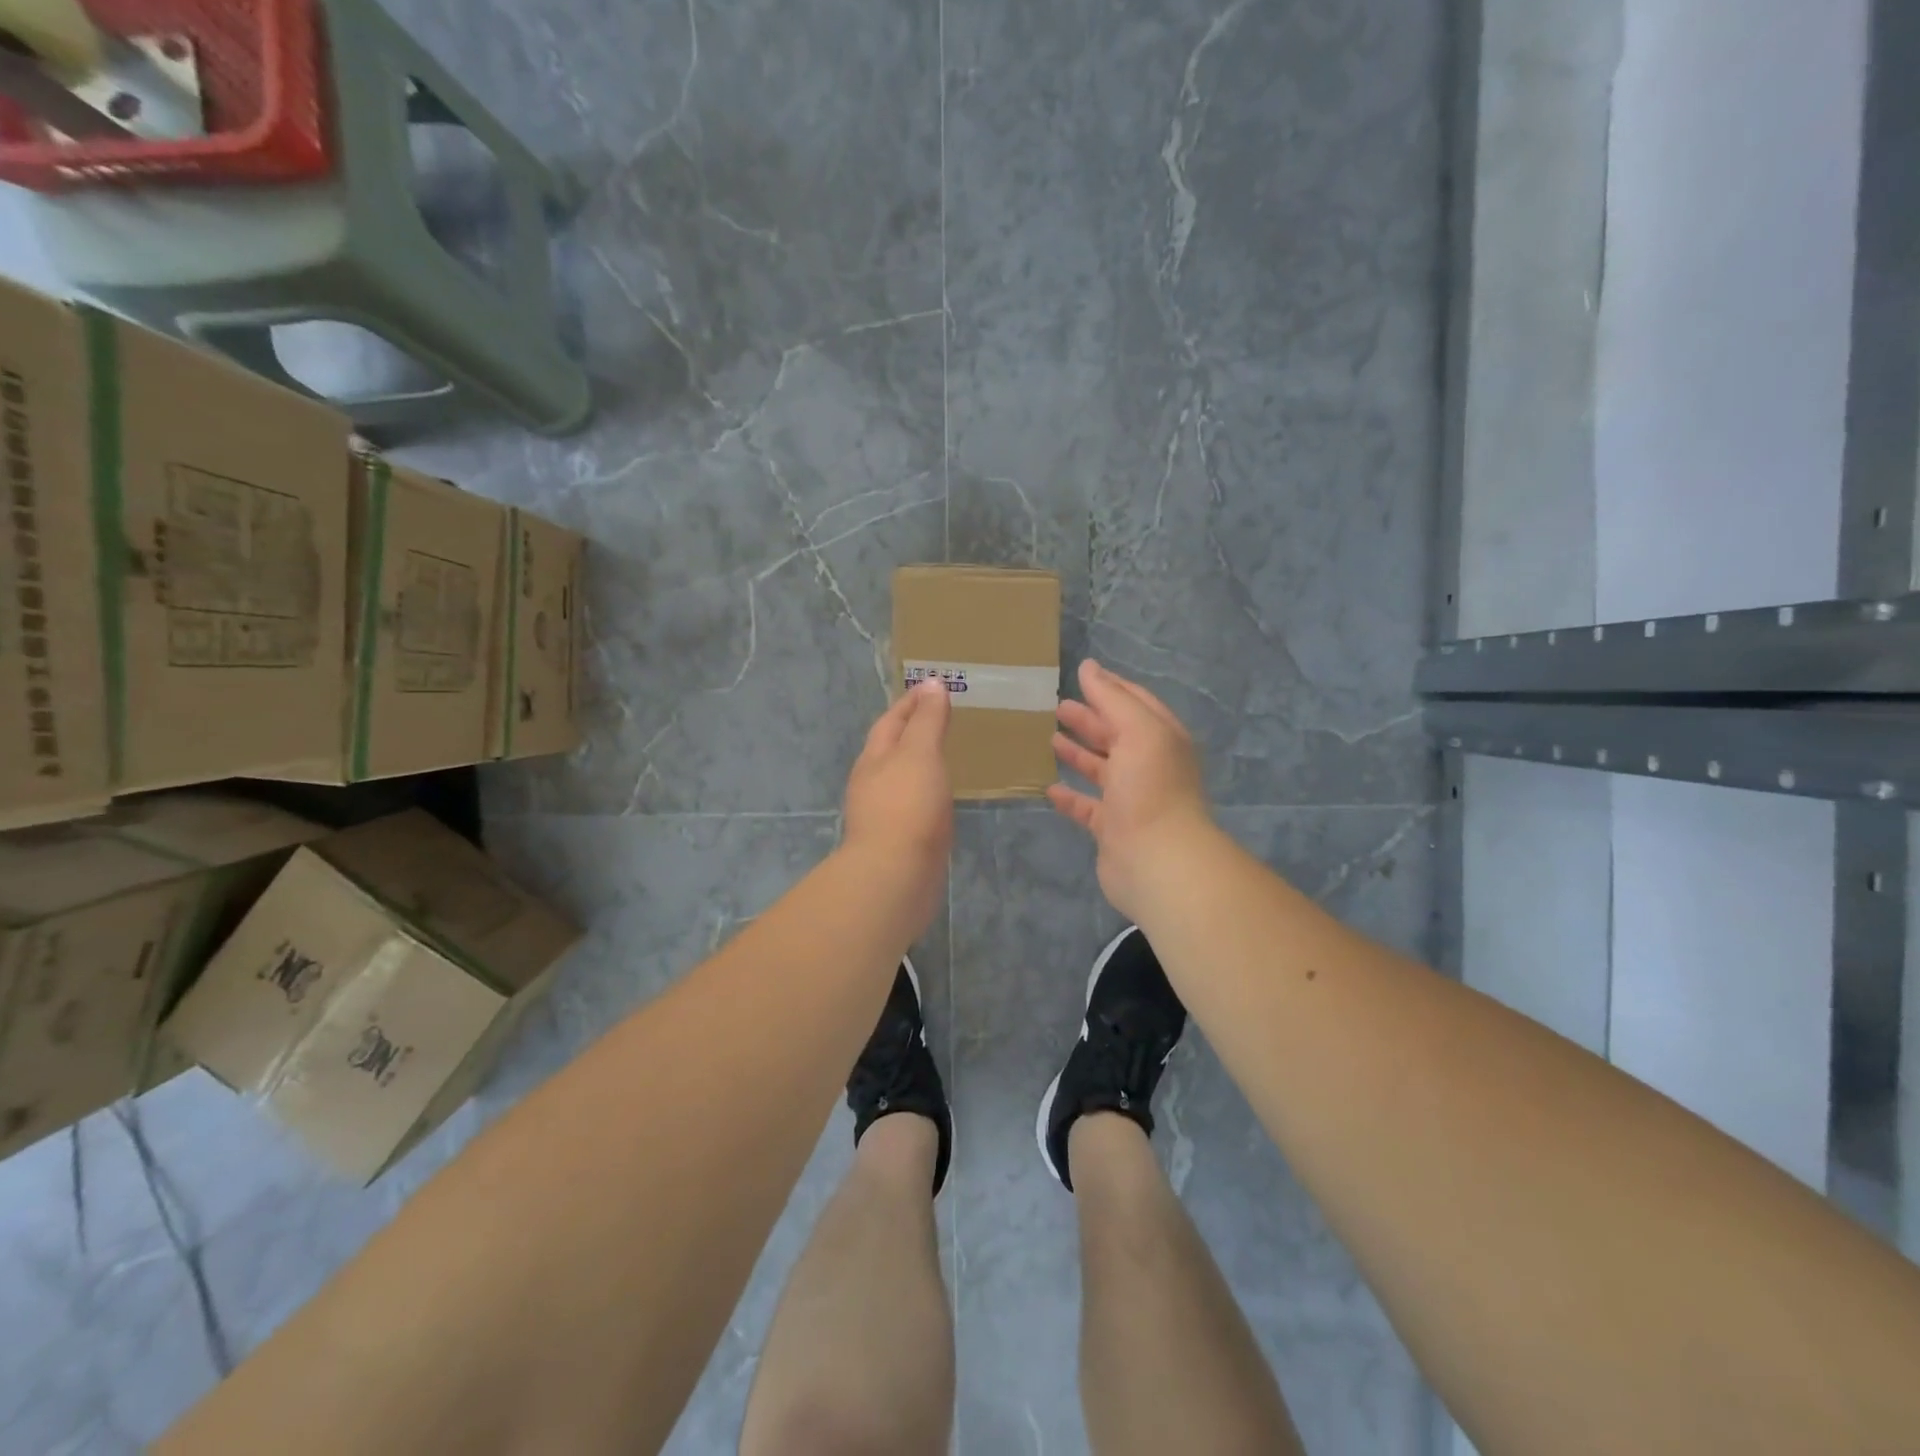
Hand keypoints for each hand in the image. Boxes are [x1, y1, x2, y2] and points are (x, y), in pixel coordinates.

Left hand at [843, 677, 953, 927]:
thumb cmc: (907, 806)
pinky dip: (927, 792)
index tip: (932, 686)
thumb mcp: (920, 753)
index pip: (891, 720)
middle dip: (911, 731)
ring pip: (901, 778)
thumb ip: (927, 720)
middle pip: (891, 749)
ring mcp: (883, 814)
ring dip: (919, 763)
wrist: (895, 876)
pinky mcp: (899, 840)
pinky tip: (942, 798)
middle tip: (941, 718)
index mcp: (874, 758)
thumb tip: (932, 684)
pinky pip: (913, 805)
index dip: (911, 702)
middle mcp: (873, 783)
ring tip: (944, 755)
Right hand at [1048, 660, 1216, 921]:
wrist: (1157, 860)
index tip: (1082, 675)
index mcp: (1161, 738)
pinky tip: (1049, 787)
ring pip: (1102, 769)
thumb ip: (1112, 698)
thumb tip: (1089, 666)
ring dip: (1078, 753)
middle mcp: (1149, 766)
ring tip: (1050, 737)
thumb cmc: (1150, 788)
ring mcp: (1131, 799)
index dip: (1111, 688)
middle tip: (1057, 706)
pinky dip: (1070, 796)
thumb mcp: (1137, 730)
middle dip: (1090, 719)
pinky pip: (1088, 807)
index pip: (1136, 703)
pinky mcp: (1113, 828)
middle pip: (1116, 735)